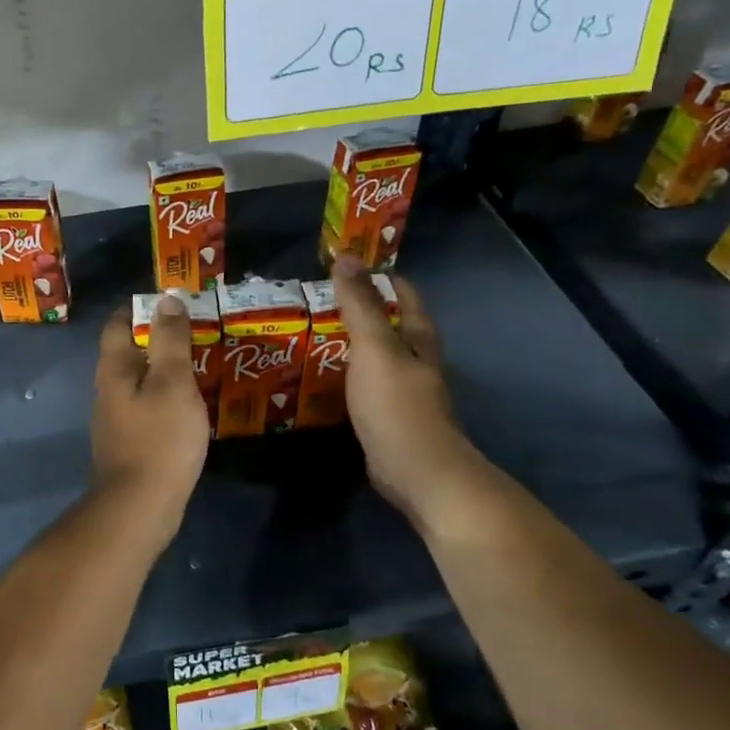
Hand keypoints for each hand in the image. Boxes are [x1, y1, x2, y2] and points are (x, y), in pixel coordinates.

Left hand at [91, 295, 209, 520]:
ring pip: (137, 382)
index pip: (118, 324)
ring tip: (196, 366)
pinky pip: (145, 409)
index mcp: (113, 369)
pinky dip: (165, 399)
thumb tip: (166, 299)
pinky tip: (187, 407)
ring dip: (162, 371)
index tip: (169, 303)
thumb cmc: (159, 438)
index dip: (140, 308)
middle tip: (193, 333)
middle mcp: (107, 390)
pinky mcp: (128, 444)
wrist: (139, 507)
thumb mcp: (172, 382)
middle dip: (155, 339)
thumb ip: (169, 340)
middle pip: (126, 353)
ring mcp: (115, 420)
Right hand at [333, 254, 468, 525]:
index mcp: (418, 338)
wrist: (417, 472)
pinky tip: (320, 377)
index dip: (378, 276)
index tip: (343, 266)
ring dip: (349, 343)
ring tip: (310, 334)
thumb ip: (360, 305)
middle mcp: (415, 360)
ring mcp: (403, 391)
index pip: (403, 294)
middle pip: (390, 324)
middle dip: (360, 309)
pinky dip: (344, 375)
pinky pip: (363, 385)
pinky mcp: (387, 418)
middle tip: (317, 300)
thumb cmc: (397, 405)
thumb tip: (346, 256)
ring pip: (375, 356)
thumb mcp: (375, 348)